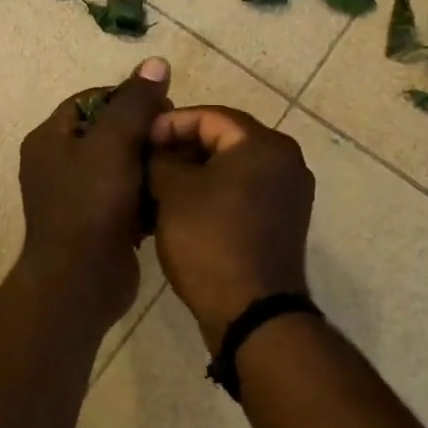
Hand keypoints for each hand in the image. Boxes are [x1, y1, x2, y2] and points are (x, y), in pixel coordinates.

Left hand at [15, 58, 171, 328]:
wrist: (81, 282)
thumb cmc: (91, 205)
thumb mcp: (113, 144)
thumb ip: (135, 102)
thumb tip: (156, 62)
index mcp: (50, 138)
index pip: (93, 99)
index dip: (129, 97)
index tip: (164, 107)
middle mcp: (58, 164)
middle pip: (109, 131)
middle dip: (143, 132)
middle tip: (174, 138)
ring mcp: (77, 196)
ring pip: (121, 165)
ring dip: (149, 163)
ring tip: (178, 164)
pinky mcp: (97, 223)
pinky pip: (125, 195)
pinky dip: (146, 193)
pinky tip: (170, 194)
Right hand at [148, 107, 314, 351]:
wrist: (252, 312)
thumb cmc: (210, 241)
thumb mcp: (173, 192)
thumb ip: (160, 158)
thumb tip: (155, 149)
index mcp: (264, 144)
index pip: (209, 115)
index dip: (169, 124)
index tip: (139, 140)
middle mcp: (286, 161)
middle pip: (223, 140)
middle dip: (181, 149)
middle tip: (144, 164)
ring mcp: (289, 194)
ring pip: (231, 170)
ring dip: (194, 174)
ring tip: (156, 188)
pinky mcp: (282, 222)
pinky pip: (242, 194)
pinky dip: (212, 195)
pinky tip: (181, 210)